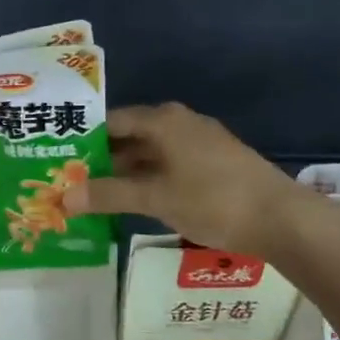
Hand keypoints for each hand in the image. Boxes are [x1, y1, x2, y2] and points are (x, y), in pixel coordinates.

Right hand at [61, 102, 304, 259]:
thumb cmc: (212, 199)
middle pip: (129, 137)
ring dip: (124, 174)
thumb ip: (108, 195)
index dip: (83, 139)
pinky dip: (147, 181)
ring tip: (93, 196)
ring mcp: (198, 144)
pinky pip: (168, 166)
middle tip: (69, 181)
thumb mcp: (155, 197)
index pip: (110, 121)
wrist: (281, 218)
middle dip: (100, 160)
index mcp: (163, 120)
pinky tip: (133, 202)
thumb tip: (64, 198)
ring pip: (149, 154)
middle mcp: (179, 123)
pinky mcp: (212, 164)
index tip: (58, 159)